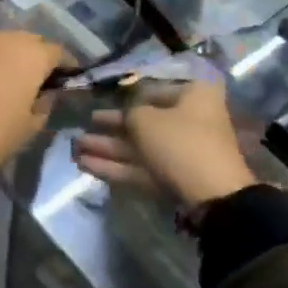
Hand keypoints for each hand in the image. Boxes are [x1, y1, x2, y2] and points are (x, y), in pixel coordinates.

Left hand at [0, 30, 67, 167]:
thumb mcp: (32, 125)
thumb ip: (45, 104)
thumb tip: (47, 93)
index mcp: (32, 55)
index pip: (58, 52)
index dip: (65, 65)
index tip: (67, 77)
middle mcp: (5, 40)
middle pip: (28, 40)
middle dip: (35, 54)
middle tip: (36, 76)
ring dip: (6, 55)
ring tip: (5, 76)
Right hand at [74, 81, 257, 207]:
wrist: (212, 197)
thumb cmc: (180, 142)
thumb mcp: (146, 119)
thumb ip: (129, 113)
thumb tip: (126, 116)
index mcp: (193, 95)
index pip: (153, 90)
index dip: (126, 96)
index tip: (101, 99)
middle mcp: (189, 120)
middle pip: (144, 121)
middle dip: (110, 127)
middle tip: (83, 126)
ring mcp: (181, 153)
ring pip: (139, 147)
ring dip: (107, 148)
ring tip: (75, 147)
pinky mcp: (173, 179)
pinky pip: (141, 168)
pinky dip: (116, 166)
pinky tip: (86, 165)